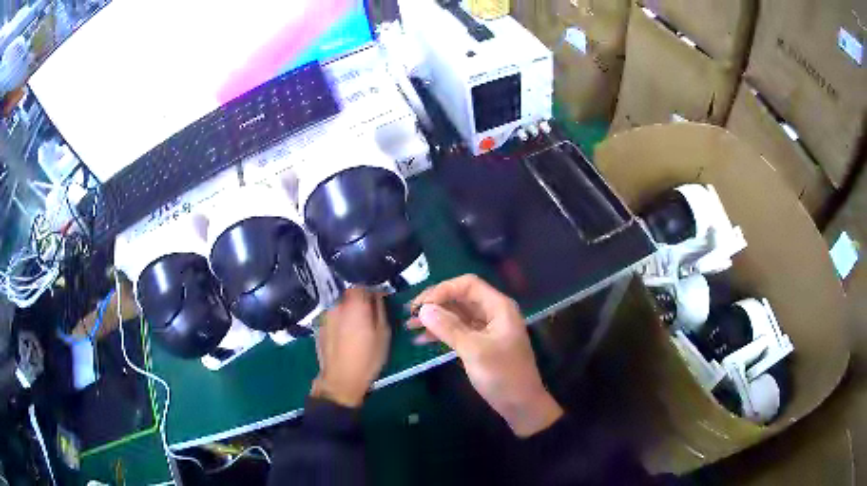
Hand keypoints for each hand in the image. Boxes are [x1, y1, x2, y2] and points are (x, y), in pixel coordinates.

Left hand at [312, 288, 390, 407]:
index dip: (371, 289)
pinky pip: (332, 315)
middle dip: (359, 299)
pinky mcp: (319, 325)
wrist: (341, 379)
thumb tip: (378, 294)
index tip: (379, 298)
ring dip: (348, 309)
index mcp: (355, 304)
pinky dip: (339, 319)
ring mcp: (325, 315)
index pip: (362, 284)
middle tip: (368, 313)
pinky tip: (344, 334)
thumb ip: (380, 309)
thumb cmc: (367, 358)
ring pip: (339, 304)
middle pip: (349, 293)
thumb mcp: (383, 334)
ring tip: (356, 325)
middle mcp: (337, 304)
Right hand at [408, 275, 562, 436]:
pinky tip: (423, 340)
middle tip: (409, 315)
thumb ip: (449, 328)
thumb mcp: (474, 350)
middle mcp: (493, 313)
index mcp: (498, 307)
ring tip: (410, 326)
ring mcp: (488, 329)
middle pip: (461, 297)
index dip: (442, 290)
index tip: (420, 305)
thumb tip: (423, 309)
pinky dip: (442, 333)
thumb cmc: (502, 375)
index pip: (467, 284)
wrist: (521, 405)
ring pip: (458, 314)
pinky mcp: (482, 344)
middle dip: (435, 304)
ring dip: (436, 318)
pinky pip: (459, 331)